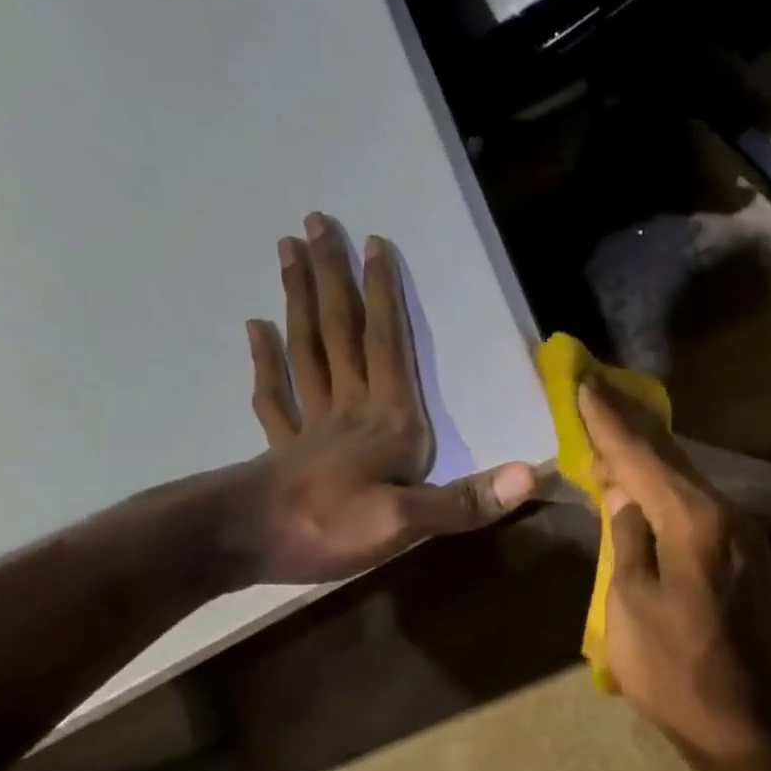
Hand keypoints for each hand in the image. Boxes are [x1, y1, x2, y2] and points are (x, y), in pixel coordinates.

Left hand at [226, 213, 534, 584]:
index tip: (374, 243)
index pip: (386, 346)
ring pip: (306, 351)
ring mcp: (312, 427)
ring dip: (300, 302)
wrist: (241, 546)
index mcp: (386, 422)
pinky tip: (257, 332)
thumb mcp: (406, 524)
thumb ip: (464, 500)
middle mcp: (350, 411)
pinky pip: (276, 396)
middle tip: (315, 224)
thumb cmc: (327, 530)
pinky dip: (267, 361)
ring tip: (287, 255)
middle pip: (339, 334)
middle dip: (332, 278)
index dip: (383, 296)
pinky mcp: (285, 449)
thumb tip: (529, 476)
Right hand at [578, 380, 770, 764]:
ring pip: (690, 482)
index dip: (609, 421)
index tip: (584, 381)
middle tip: (599, 388)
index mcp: (696, 522)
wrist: (742, 725)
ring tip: (618, 427)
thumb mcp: (628, 605)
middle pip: (672, 460)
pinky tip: (652, 484)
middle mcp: (729, 516)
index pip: (643, 458)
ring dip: (653, 456)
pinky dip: (672, 489)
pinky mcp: (748, 558)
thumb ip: (627, 539)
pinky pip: (703, 508)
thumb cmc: (673, 671)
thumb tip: (623, 495)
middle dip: (632, 424)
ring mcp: (745, 537)